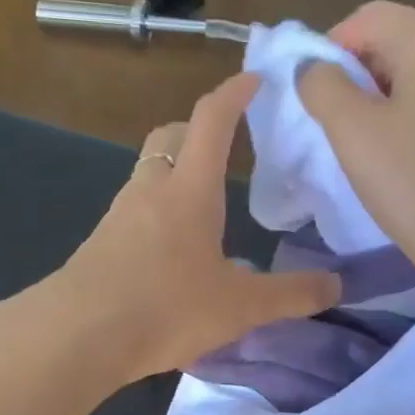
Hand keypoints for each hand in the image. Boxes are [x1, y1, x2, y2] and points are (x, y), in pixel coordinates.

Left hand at [62, 73, 340, 380]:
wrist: (78, 335)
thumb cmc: (166, 307)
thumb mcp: (240, 307)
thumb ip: (290, 296)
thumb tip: (336, 286)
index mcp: (191, 189)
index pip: (213, 120)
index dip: (235, 94)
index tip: (255, 79)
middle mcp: (151, 190)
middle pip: (171, 137)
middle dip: (199, 130)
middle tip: (226, 147)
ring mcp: (119, 215)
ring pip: (149, 174)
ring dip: (176, 175)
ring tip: (205, 207)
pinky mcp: (100, 245)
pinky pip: (134, 212)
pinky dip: (157, 214)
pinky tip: (172, 253)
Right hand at [296, 2, 414, 279]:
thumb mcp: (354, 131)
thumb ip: (323, 87)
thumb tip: (313, 68)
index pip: (366, 19)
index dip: (328, 51)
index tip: (312, 100)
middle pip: (392, 44)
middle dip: (353, 79)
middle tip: (332, 129)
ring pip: (411, 80)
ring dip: (377, 106)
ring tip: (360, 150)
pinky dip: (405, 124)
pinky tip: (395, 163)